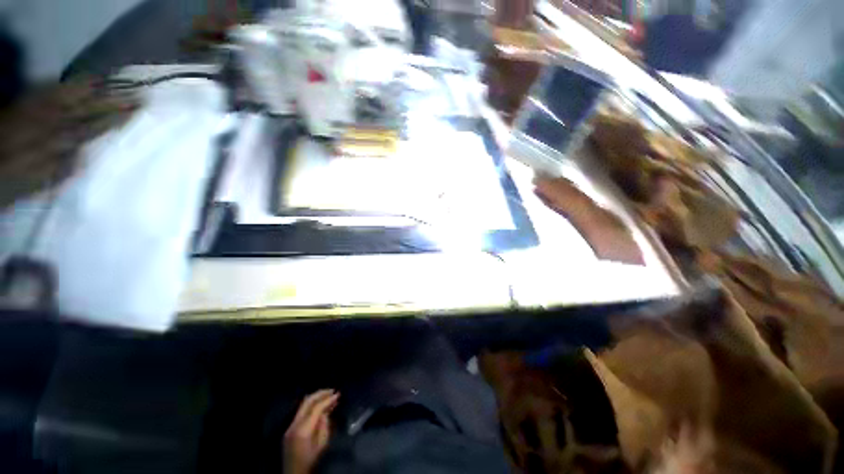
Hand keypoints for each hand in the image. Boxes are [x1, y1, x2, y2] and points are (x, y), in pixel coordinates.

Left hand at [283, 389, 339, 473]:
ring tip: (328, 396)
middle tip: (333, 391)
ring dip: (316, 398)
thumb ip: (325, 425)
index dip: (328, 399)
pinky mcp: (290, 428)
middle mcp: (294, 425)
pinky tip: (320, 406)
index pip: (316, 408)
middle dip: (321, 393)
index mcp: (303, 430)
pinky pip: (301, 411)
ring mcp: (290, 426)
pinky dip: (311, 405)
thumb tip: (326, 411)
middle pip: (307, 402)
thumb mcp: (322, 445)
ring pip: (303, 405)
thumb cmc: (311, 461)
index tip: (338, 394)